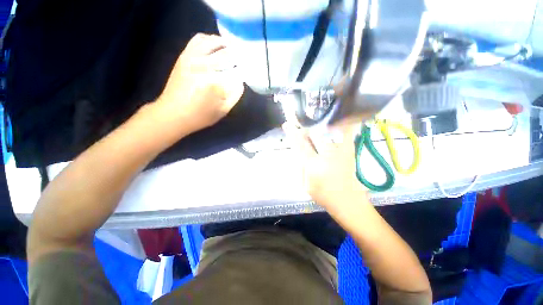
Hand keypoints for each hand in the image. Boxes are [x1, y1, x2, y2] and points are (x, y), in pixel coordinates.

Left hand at [155, 33, 244, 133]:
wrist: (172, 113)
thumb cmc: (200, 116)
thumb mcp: (223, 111)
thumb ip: (235, 96)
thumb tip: (240, 82)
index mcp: (216, 82)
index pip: (237, 71)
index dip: (245, 70)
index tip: (249, 72)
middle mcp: (205, 66)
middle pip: (228, 54)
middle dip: (238, 56)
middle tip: (244, 60)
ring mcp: (193, 58)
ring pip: (213, 42)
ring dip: (225, 44)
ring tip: (232, 49)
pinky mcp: (185, 56)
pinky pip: (198, 40)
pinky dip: (209, 39)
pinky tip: (215, 46)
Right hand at [283, 122, 367, 209]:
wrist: (348, 201)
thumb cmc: (323, 195)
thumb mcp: (305, 185)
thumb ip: (301, 167)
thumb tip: (298, 153)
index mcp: (314, 165)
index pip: (300, 145)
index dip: (293, 134)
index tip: (287, 125)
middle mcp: (327, 155)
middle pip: (314, 136)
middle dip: (305, 129)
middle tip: (300, 127)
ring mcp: (340, 152)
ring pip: (327, 133)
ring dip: (317, 129)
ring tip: (312, 126)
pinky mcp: (349, 152)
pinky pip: (346, 135)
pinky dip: (342, 127)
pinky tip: (337, 122)